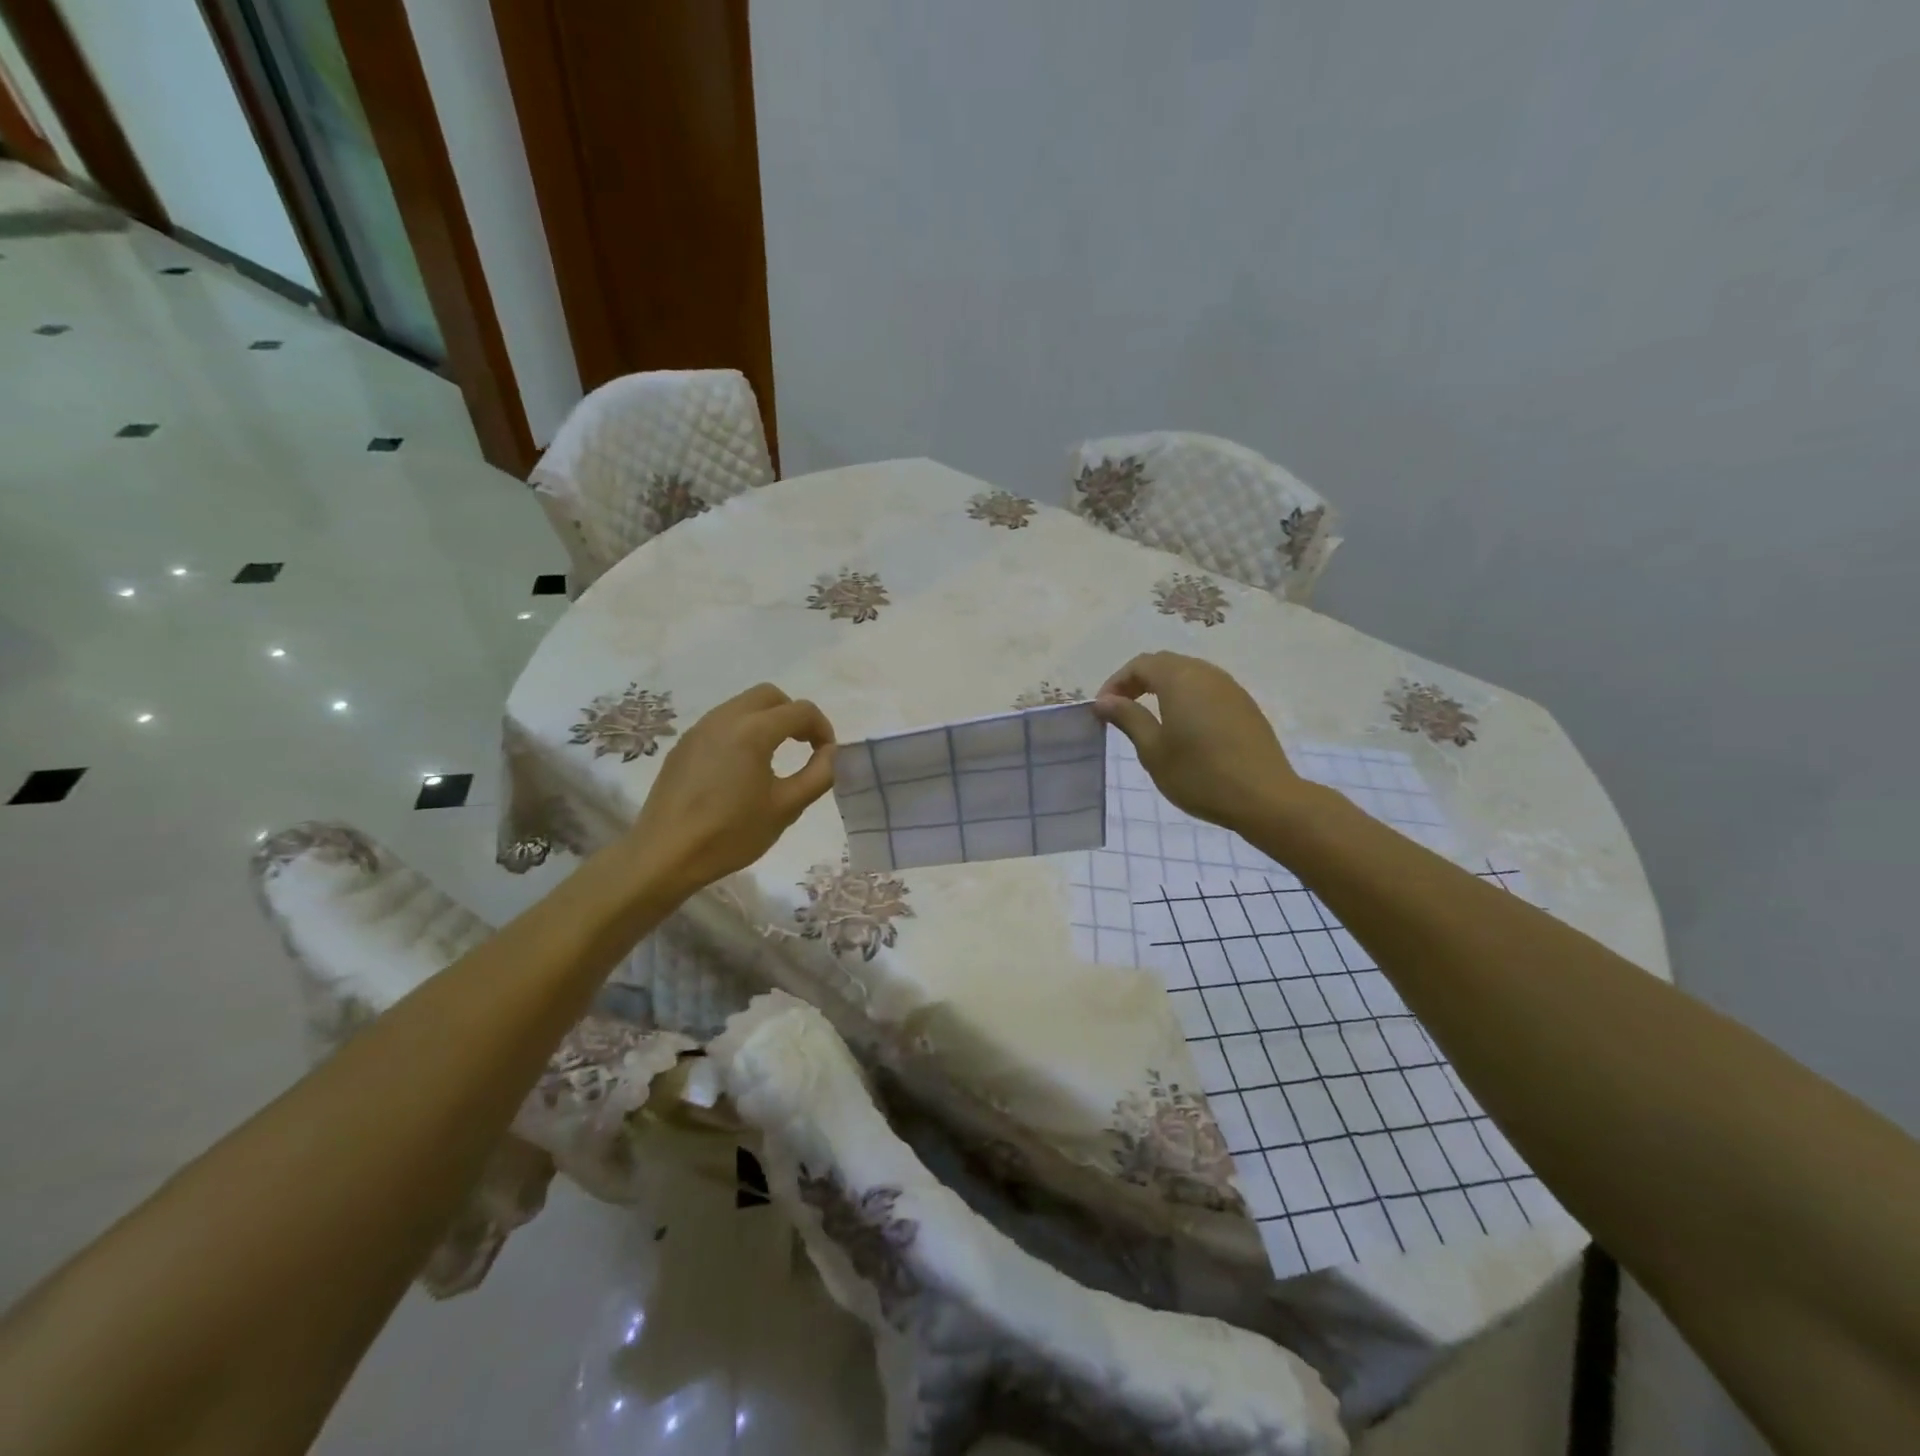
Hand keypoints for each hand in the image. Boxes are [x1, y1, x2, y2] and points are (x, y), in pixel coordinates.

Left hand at [629, 683, 834, 896]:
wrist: (665, 854)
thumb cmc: (731, 833)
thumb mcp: (786, 808)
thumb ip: (818, 775)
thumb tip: (831, 753)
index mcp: (753, 731)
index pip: (801, 711)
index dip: (822, 729)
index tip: (827, 755)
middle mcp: (725, 718)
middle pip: (770, 696)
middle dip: (793, 714)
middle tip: (804, 746)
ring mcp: (700, 729)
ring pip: (742, 706)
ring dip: (767, 720)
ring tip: (775, 756)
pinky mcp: (683, 745)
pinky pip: (721, 723)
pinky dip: (742, 731)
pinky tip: (742, 768)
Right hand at [1093, 652, 1306, 831]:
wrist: (1264, 797)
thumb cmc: (1199, 774)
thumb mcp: (1153, 750)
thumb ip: (1128, 718)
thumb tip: (1105, 700)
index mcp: (1180, 679)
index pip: (1140, 665)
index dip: (1116, 682)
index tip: (1102, 709)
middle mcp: (1206, 673)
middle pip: (1165, 664)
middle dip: (1138, 681)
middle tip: (1121, 709)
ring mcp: (1230, 688)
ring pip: (1189, 674)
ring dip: (1164, 688)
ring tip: (1149, 717)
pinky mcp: (1245, 705)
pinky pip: (1208, 689)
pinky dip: (1187, 698)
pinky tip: (1184, 727)